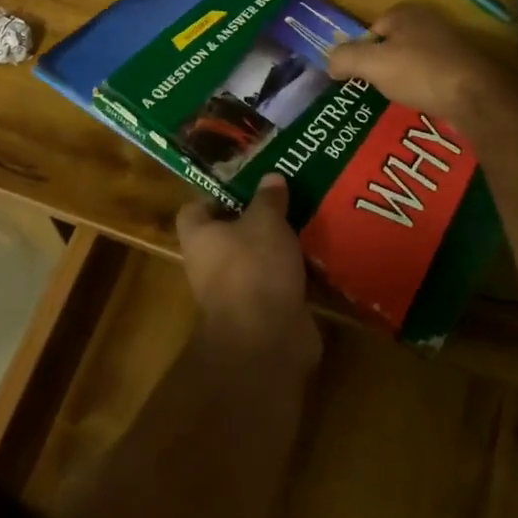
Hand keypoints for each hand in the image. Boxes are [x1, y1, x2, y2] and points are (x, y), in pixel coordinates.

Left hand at [176, 176, 319, 370]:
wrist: (267, 340)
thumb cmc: (254, 269)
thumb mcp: (265, 221)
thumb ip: (269, 198)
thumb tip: (271, 177)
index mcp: (199, 237)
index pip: (196, 208)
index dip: (219, 194)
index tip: (249, 183)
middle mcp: (210, 263)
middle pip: (232, 233)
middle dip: (260, 218)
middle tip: (289, 196)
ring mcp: (237, 290)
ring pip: (259, 258)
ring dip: (281, 245)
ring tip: (310, 219)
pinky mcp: (264, 311)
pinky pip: (279, 282)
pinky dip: (297, 271)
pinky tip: (321, 254)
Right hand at [326, 1, 517, 126]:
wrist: (478, 97)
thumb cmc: (420, 72)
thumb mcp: (371, 64)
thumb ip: (344, 58)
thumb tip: (330, 63)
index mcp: (406, 12)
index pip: (372, 29)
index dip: (362, 52)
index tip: (359, 76)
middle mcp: (430, 21)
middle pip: (393, 45)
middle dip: (383, 66)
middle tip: (375, 89)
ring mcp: (451, 43)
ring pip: (414, 61)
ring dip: (404, 80)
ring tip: (397, 100)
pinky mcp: (465, 67)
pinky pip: (433, 76)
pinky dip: (425, 89)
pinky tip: (421, 104)